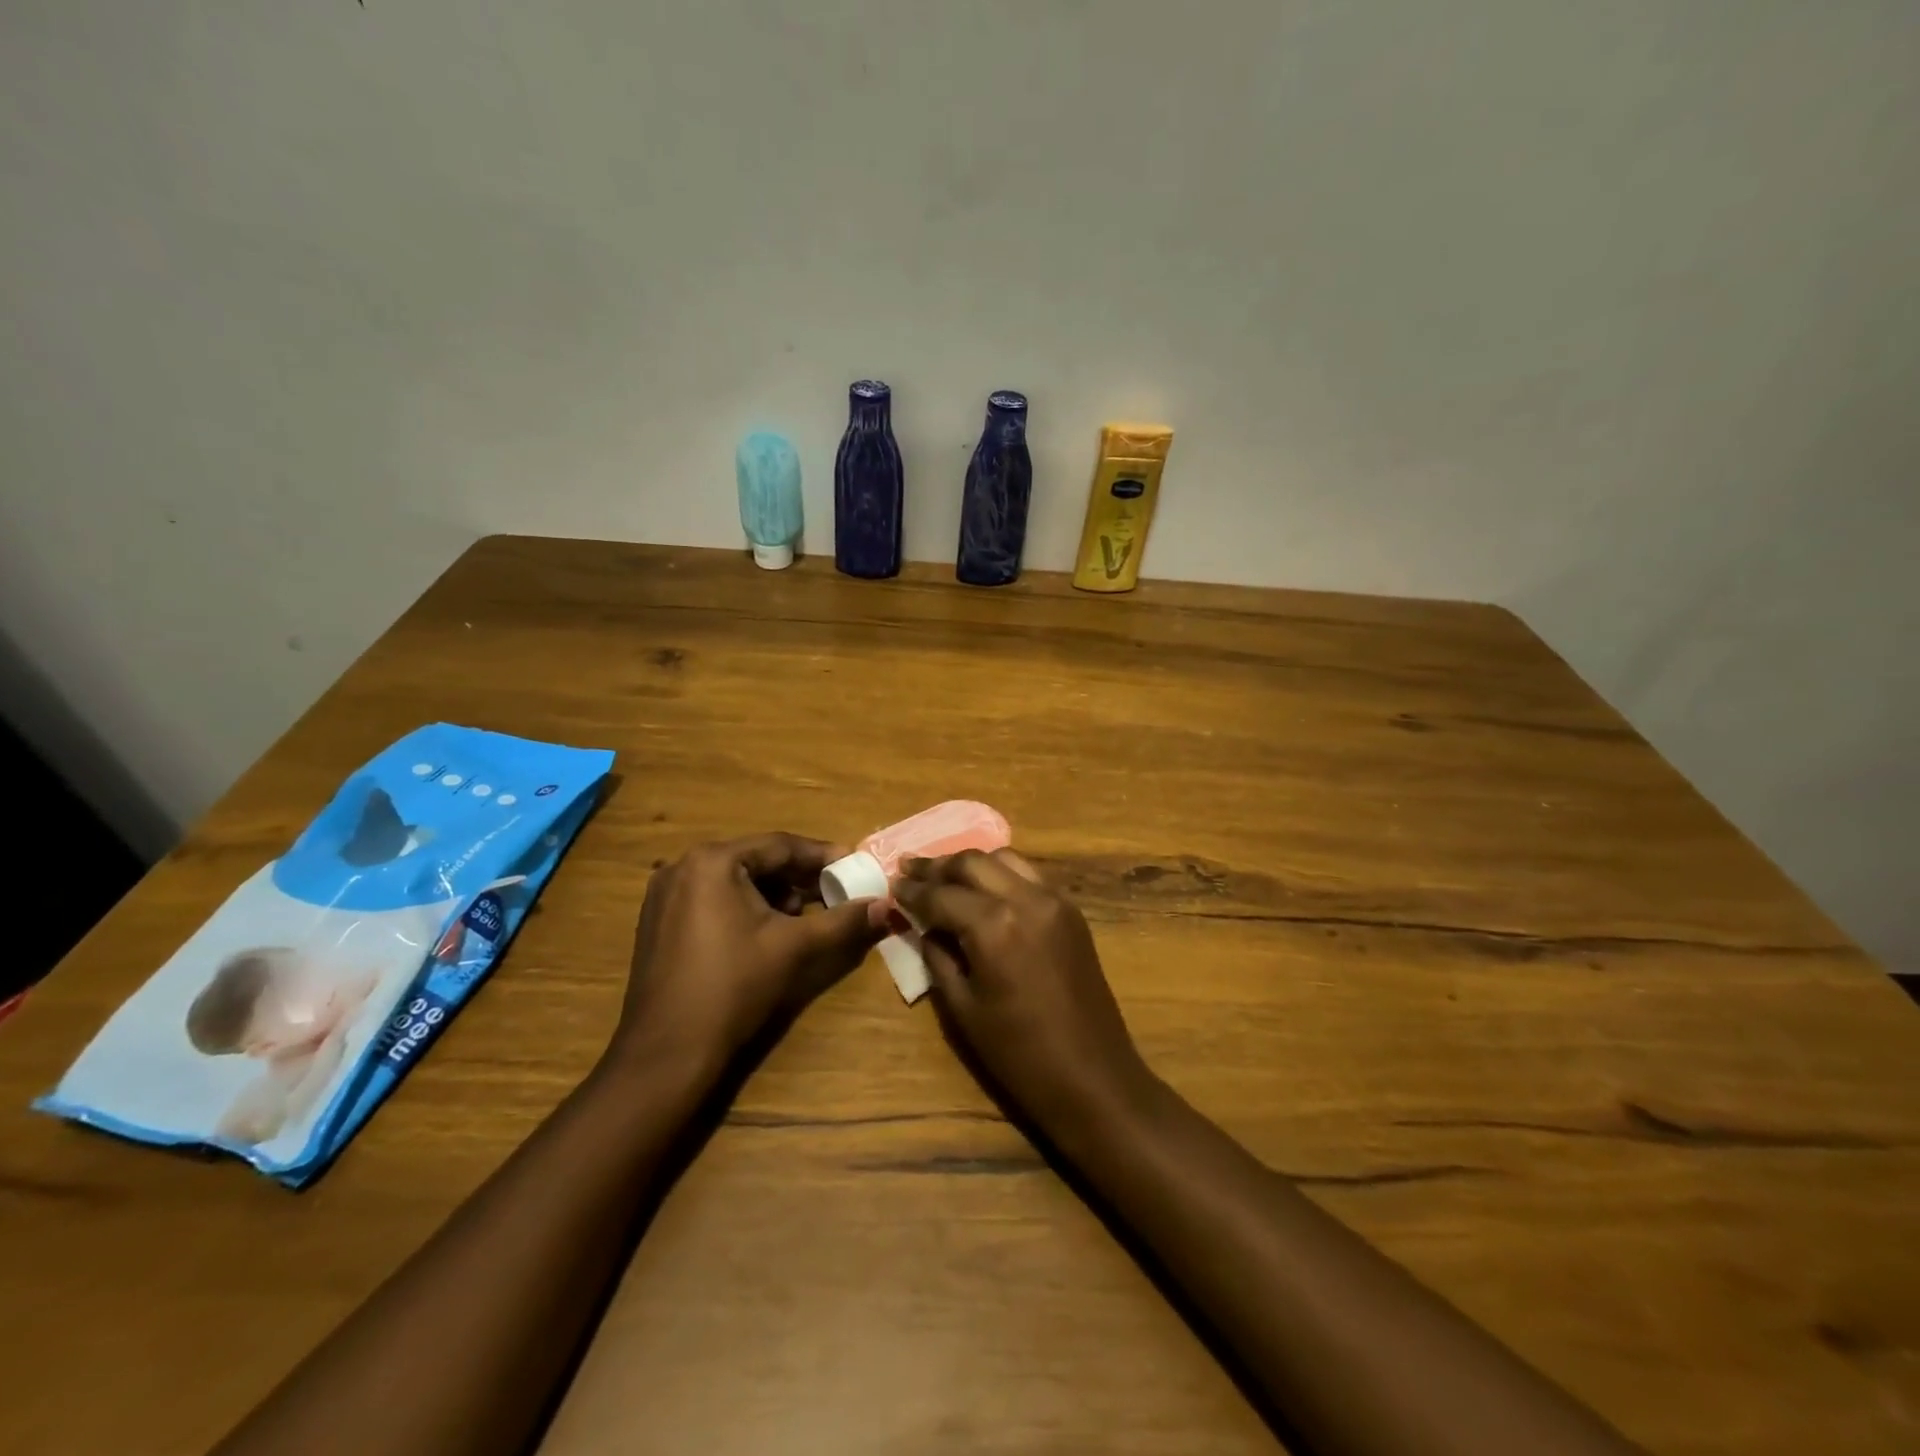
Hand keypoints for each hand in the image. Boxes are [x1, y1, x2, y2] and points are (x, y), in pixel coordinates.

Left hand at [614, 833, 886, 1069]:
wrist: (667, 1052)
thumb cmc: (734, 987)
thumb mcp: (795, 948)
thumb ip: (843, 921)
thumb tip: (884, 905)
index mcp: (712, 861)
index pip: (780, 846)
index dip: (822, 856)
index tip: (854, 864)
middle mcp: (682, 866)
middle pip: (756, 860)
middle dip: (798, 877)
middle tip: (834, 890)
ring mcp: (664, 894)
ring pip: (734, 880)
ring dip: (772, 893)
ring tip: (804, 915)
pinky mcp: (658, 921)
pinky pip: (712, 898)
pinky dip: (744, 906)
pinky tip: (765, 931)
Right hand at [895, 850, 1157, 1138]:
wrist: (1092, 1077)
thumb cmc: (1018, 1054)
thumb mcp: (963, 1008)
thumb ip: (938, 956)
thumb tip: (923, 926)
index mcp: (994, 926)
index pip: (941, 894)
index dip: (911, 890)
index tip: (890, 884)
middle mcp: (1025, 899)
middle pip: (972, 862)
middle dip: (937, 866)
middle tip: (909, 869)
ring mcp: (1054, 900)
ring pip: (1004, 859)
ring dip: (970, 864)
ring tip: (944, 876)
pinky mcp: (1071, 911)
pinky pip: (1029, 875)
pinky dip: (1001, 873)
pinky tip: (984, 888)